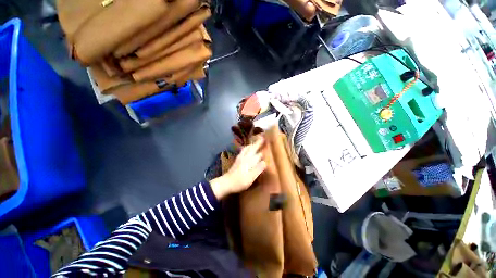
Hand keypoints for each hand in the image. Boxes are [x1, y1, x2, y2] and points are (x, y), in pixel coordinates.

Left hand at [210, 138, 266, 199]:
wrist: (226, 182)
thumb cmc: (240, 181)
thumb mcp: (251, 177)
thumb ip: (258, 169)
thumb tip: (265, 162)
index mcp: (249, 161)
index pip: (259, 154)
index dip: (263, 149)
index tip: (268, 142)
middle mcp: (245, 157)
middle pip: (252, 148)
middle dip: (258, 143)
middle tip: (262, 138)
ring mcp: (240, 158)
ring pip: (247, 148)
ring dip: (252, 144)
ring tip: (255, 142)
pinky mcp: (237, 160)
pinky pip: (243, 150)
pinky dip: (246, 148)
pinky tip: (246, 149)